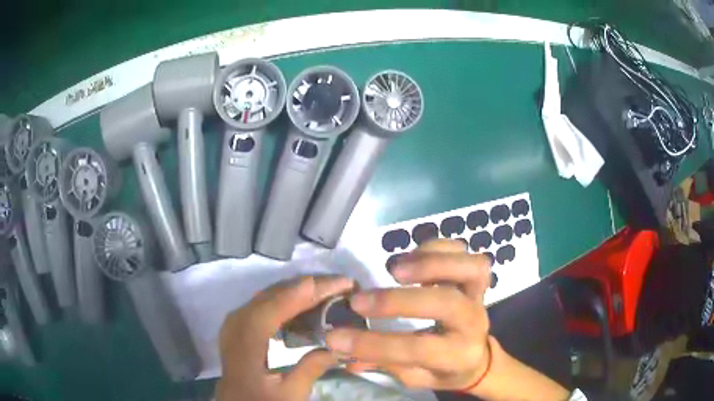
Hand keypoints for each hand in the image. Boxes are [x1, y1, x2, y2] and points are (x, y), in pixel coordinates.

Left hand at [217, 276, 353, 400]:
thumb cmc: (260, 400)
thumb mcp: (289, 393)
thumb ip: (312, 368)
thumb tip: (340, 345)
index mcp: (247, 337)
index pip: (279, 303)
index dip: (310, 290)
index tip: (340, 282)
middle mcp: (238, 320)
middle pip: (275, 292)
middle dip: (310, 286)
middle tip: (341, 285)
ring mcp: (237, 319)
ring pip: (270, 294)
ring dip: (300, 290)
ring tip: (329, 290)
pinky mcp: (241, 323)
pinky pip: (266, 302)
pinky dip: (288, 299)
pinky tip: (305, 304)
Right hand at [326, 239, 492, 390]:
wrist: (478, 358)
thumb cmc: (444, 370)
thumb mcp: (416, 378)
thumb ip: (384, 364)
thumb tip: (342, 351)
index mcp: (457, 356)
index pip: (417, 350)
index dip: (374, 344)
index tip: (335, 337)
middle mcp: (473, 323)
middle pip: (445, 304)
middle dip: (398, 300)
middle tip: (358, 301)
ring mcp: (479, 296)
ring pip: (471, 269)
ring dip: (429, 263)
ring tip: (394, 269)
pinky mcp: (476, 278)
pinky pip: (465, 252)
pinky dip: (438, 247)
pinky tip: (412, 255)